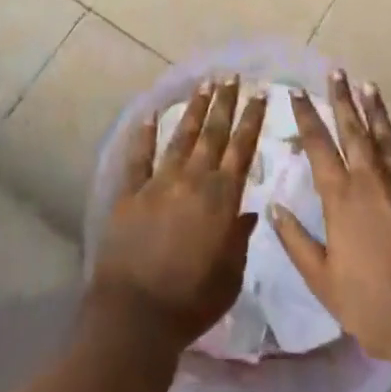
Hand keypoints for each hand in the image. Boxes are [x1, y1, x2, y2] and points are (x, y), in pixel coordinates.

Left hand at [90, 77, 267, 349]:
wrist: (135, 315)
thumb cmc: (191, 302)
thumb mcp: (230, 276)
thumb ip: (239, 239)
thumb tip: (248, 212)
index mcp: (222, 199)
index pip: (242, 149)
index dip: (252, 119)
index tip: (260, 93)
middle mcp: (193, 181)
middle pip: (213, 133)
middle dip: (224, 103)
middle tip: (231, 76)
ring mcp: (159, 183)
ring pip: (181, 138)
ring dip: (193, 110)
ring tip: (203, 85)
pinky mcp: (130, 193)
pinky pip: (139, 157)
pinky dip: (144, 135)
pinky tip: (150, 115)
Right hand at [269, 72, 390, 361]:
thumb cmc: (372, 306)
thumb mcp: (323, 282)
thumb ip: (296, 242)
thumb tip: (274, 208)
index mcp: (341, 198)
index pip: (318, 145)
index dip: (307, 116)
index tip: (298, 92)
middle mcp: (371, 180)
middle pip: (353, 130)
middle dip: (342, 99)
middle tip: (336, 72)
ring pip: (387, 137)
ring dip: (377, 111)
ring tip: (369, 85)